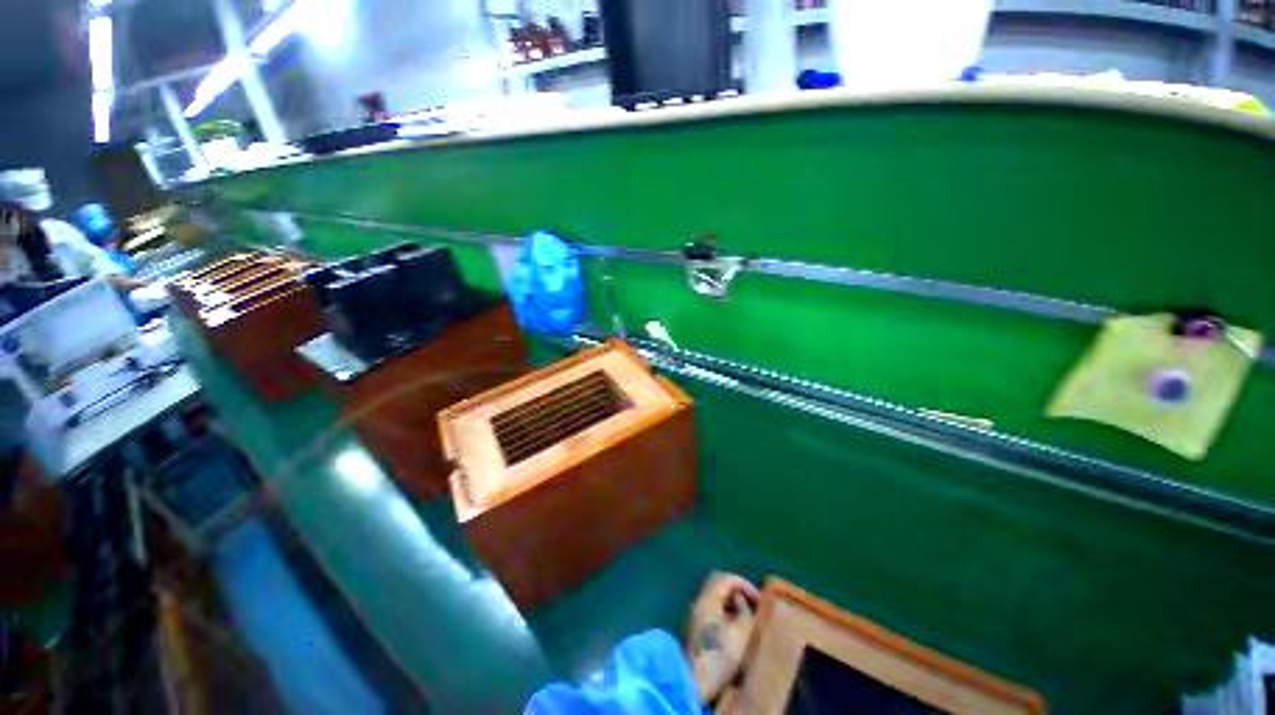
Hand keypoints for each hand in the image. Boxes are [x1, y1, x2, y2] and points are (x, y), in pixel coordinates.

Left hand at [688, 572, 760, 704]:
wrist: (696, 682)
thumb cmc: (722, 654)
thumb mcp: (743, 632)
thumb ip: (746, 611)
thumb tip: (741, 602)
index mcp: (709, 597)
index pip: (728, 579)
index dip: (746, 585)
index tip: (761, 600)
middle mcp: (699, 600)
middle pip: (718, 585)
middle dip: (737, 592)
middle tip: (752, 605)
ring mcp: (694, 615)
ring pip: (714, 598)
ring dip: (730, 604)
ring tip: (746, 619)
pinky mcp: (694, 630)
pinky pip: (711, 611)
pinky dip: (724, 614)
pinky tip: (733, 630)